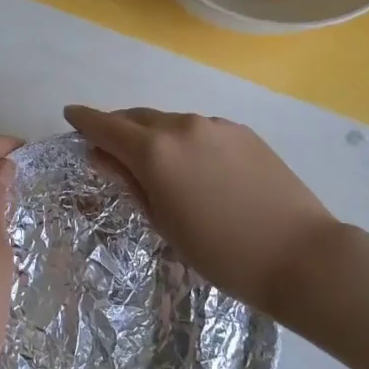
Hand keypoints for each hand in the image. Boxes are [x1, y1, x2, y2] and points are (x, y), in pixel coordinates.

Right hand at [64, 106, 338, 311]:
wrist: (298, 254)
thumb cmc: (220, 251)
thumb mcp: (163, 222)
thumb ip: (129, 181)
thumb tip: (101, 155)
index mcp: (155, 151)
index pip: (106, 126)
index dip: (85, 120)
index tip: (70, 115)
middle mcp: (182, 126)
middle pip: (137, 117)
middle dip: (117, 126)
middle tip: (106, 144)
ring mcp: (216, 125)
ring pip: (170, 122)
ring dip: (152, 134)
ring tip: (152, 159)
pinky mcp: (243, 132)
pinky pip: (200, 129)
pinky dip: (184, 139)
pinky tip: (193, 165)